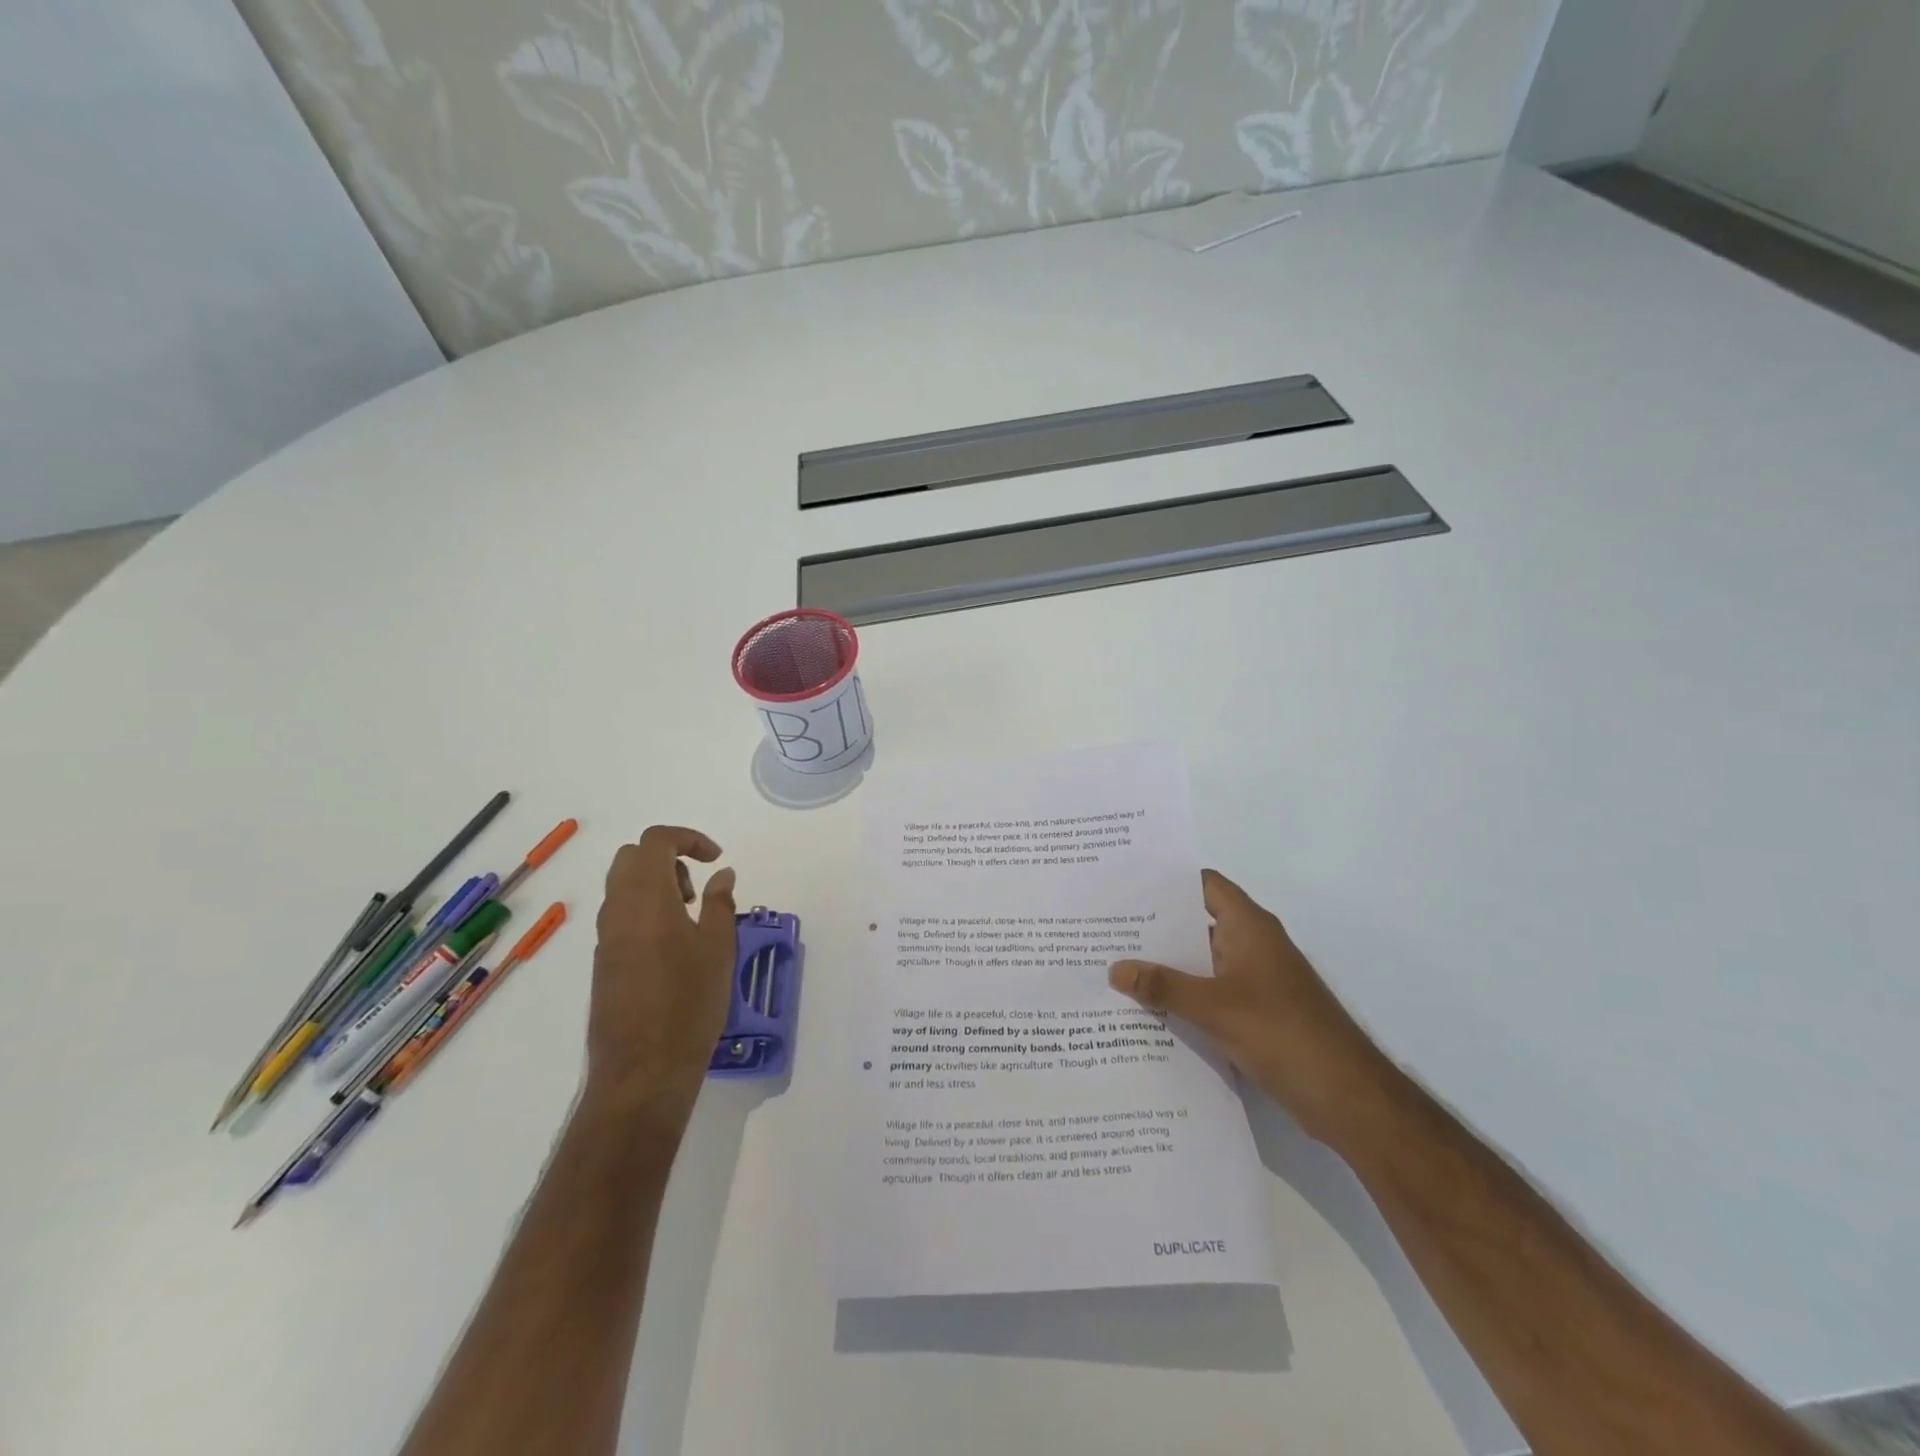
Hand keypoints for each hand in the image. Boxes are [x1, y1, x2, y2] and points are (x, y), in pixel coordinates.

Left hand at [586, 826, 737, 1124]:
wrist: (642, 1069)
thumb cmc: (689, 1003)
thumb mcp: (718, 948)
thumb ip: (720, 903)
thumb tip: (722, 874)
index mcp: (646, 898)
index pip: (656, 841)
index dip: (688, 838)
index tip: (716, 858)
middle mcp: (618, 910)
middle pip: (631, 857)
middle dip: (667, 858)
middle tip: (697, 889)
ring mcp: (605, 936)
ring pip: (622, 886)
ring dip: (655, 884)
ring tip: (689, 918)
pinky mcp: (602, 961)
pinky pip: (620, 915)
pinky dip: (644, 910)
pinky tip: (671, 946)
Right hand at [1109, 869, 1391, 1142]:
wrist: (1346, 1097)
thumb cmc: (1283, 1033)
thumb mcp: (1215, 1007)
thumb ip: (1163, 986)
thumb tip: (1114, 968)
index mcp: (1249, 927)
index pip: (1204, 885)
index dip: (1167, 881)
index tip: (1125, 882)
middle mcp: (1252, 945)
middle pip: (1196, 923)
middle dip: (1154, 926)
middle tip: (1105, 926)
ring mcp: (1255, 981)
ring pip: (1200, 962)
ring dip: (1165, 966)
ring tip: (1113, 965)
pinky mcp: (1255, 1014)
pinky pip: (1209, 994)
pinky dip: (1182, 996)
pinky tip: (1145, 1008)